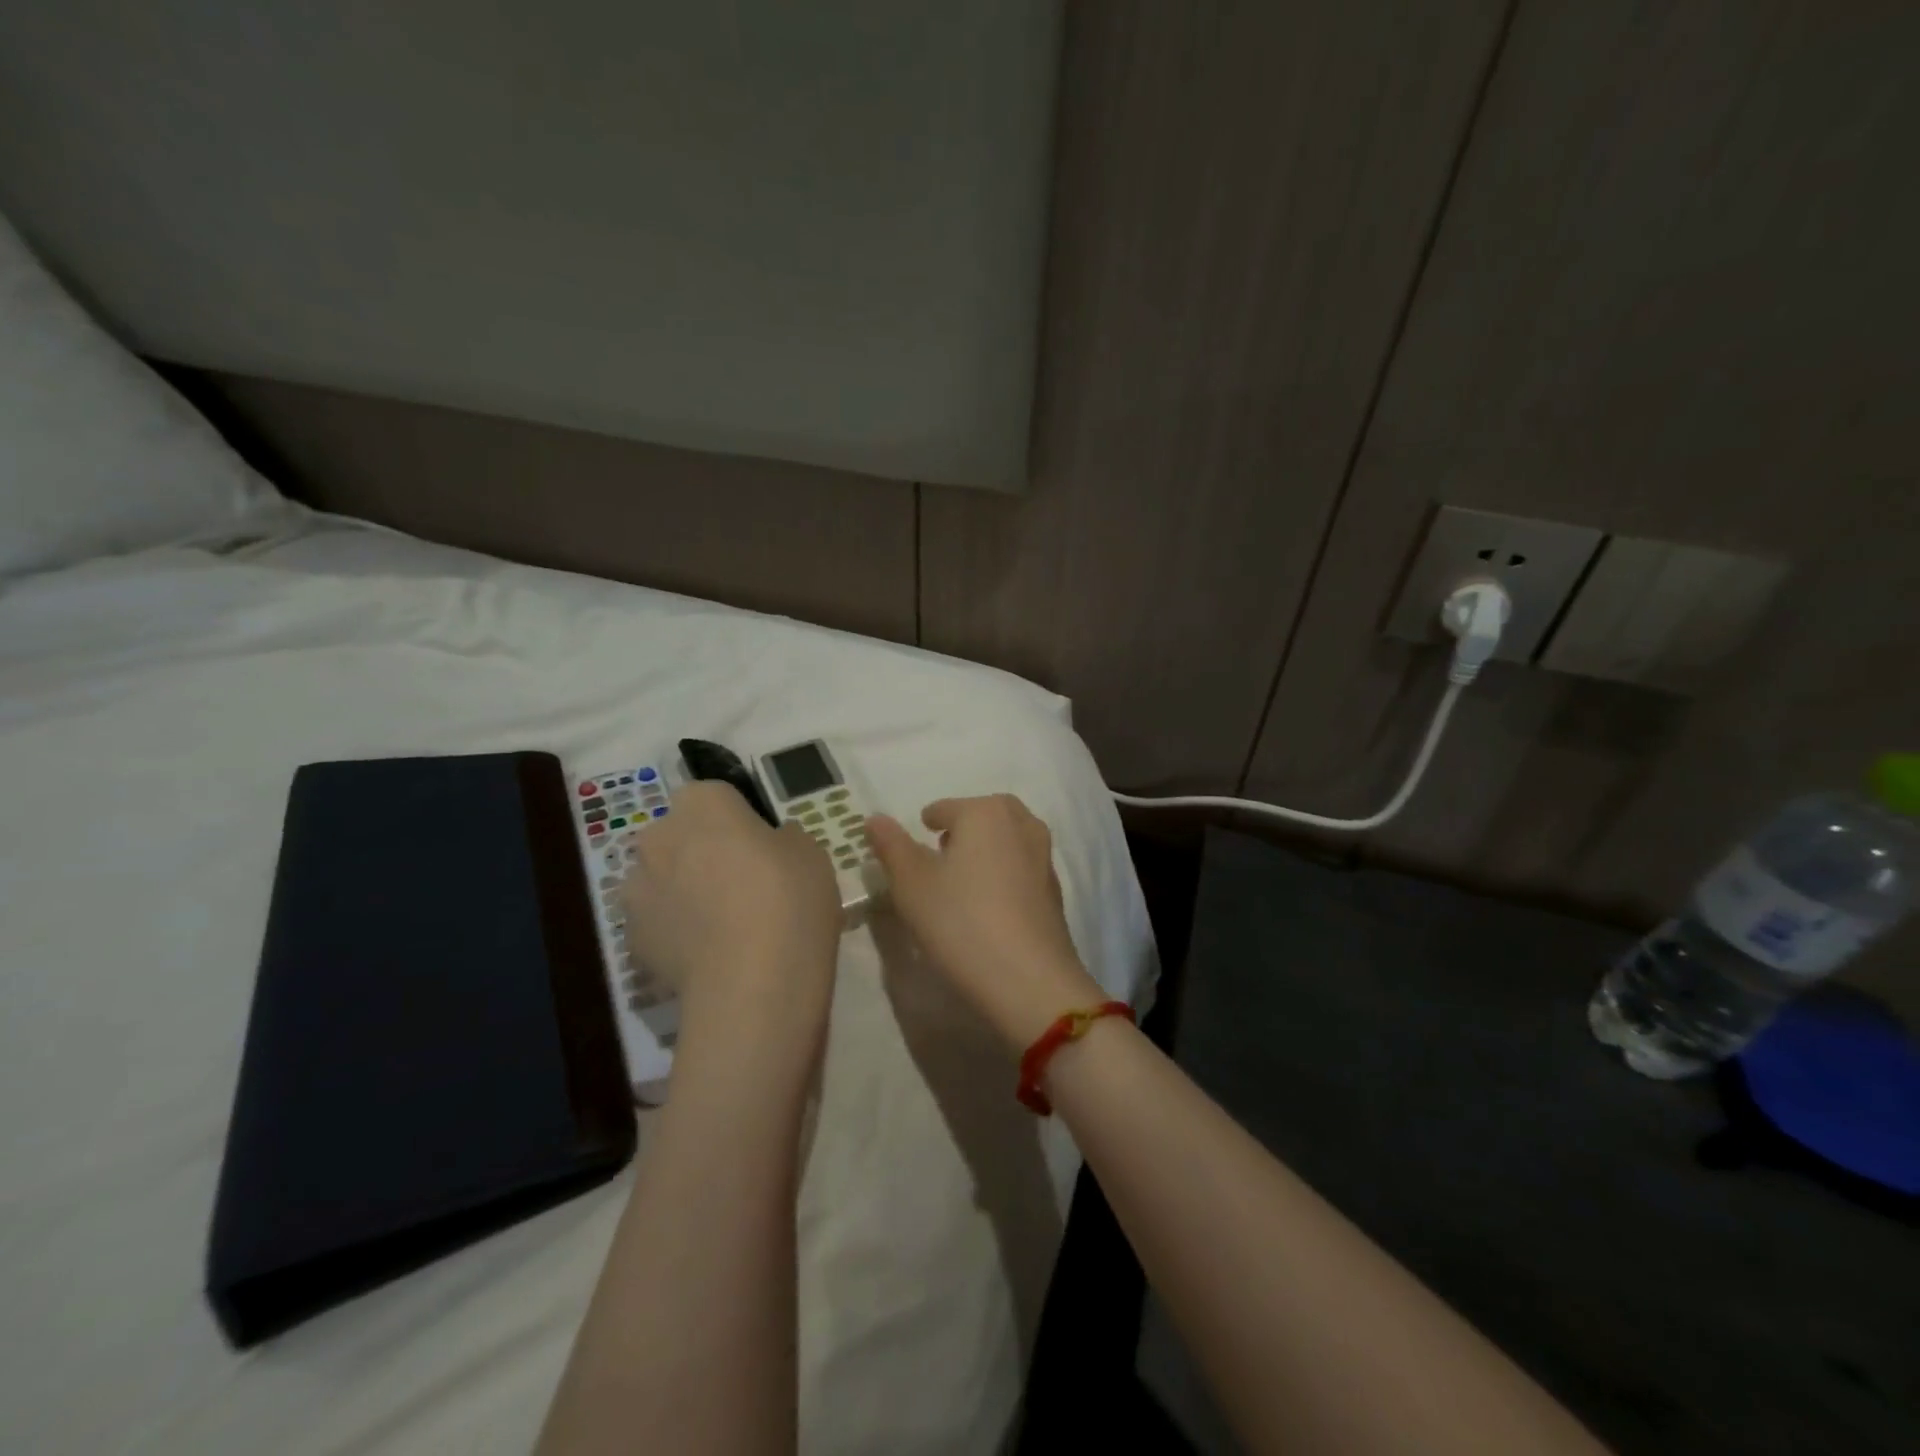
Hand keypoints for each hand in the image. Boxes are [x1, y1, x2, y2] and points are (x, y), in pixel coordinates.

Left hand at [619, 781, 841, 1055]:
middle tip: (744, 883)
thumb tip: (770, 843)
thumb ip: (783, 838)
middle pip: (682, 834)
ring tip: (724, 925)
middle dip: (704, 850)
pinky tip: (708, 953)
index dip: (740, 819)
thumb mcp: (811, 853)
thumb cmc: (788, 900)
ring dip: (684, 889)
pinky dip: (676, 929)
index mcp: (703, 804)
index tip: (763, 847)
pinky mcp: (631, 938)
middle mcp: (659, 836)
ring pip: (663, 877)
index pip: (717, 795)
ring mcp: (637, 889)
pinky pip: (657, 920)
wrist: (753, 985)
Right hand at [867, 794, 1105, 1050]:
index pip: (944, 809)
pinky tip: (988, 907)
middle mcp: (1021, 823)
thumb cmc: (961, 921)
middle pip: (982, 817)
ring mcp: (1044, 856)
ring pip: (1006, 841)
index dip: (924, 826)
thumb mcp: (911, 884)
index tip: (912, 852)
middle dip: (960, 831)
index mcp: (985, 812)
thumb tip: (875, 818)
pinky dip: (1003, 876)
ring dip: (984, 852)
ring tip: (961, 884)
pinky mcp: (1054, 890)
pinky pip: (1020, 869)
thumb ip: (892, 846)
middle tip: (938, 859)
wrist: (1029, 979)